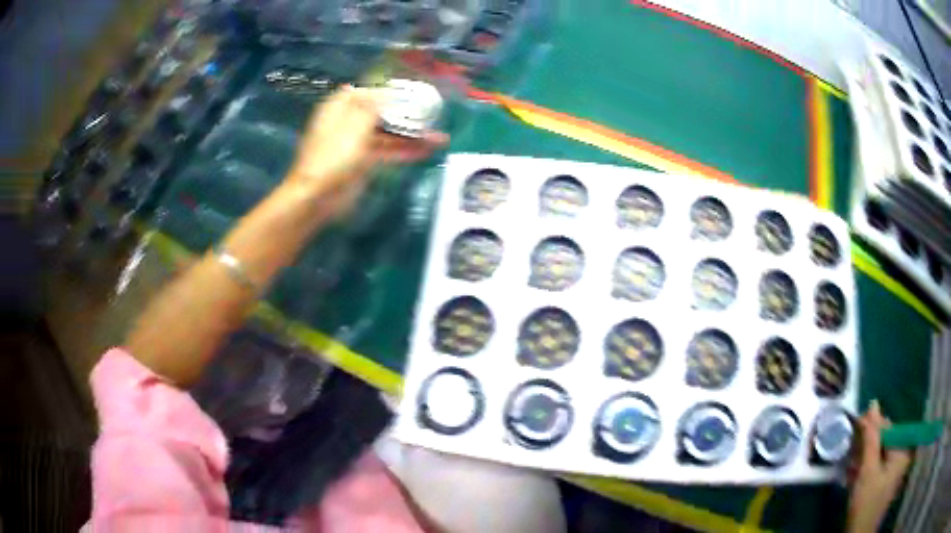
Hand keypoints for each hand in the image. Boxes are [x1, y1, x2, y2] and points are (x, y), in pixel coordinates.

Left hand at [287, 85, 447, 214]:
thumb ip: (373, 105)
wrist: (318, 196)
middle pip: (382, 112)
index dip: (388, 90)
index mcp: (341, 107)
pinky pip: (388, 151)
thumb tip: (387, 90)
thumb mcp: (354, 124)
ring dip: (412, 134)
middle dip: (406, 113)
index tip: (411, 92)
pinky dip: (405, 150)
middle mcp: (349, 121)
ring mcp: (358, 143)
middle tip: (432, 113)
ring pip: (389, 133)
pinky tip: (427, 151)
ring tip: (439, 137)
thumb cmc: (333, 156)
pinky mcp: (365, 162)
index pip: (366, 91)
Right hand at [846, 400, 911, 532]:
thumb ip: (872, 438)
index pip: (889, 429)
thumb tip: (873, 405)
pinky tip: (854, 476)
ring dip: (864, 459)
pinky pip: (877, 467)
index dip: (872, 426)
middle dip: (867, 446)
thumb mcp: (868, 470)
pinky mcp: (886, 482)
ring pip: (879, 456)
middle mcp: (902, 455)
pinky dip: (866, 470)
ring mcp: (894, 470)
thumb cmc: (866, 502)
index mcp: (902, 449)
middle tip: (850, 448)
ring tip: (850, 465)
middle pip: (884, 442)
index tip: (856, 423)